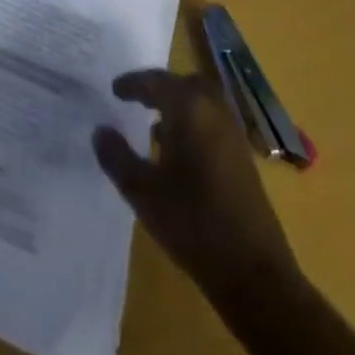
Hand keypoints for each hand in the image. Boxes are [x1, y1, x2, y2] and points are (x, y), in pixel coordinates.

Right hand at [92, 69, 299, 308]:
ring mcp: (233, 135)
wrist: (254, 273)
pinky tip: (177, 153)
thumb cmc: (193, 224)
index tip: (115, 90)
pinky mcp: (243, 159)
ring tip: (152, 125)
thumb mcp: (143, 192)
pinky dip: (193, 124)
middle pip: (185, 84)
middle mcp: (215, 112)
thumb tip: (100, 130)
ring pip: (202, 103)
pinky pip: (213, 123)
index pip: (157, 81)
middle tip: (136, 98)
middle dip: (160, 87)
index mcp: (190, 110)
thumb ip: (117, 157)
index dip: (133, 83)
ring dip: (178, 106)